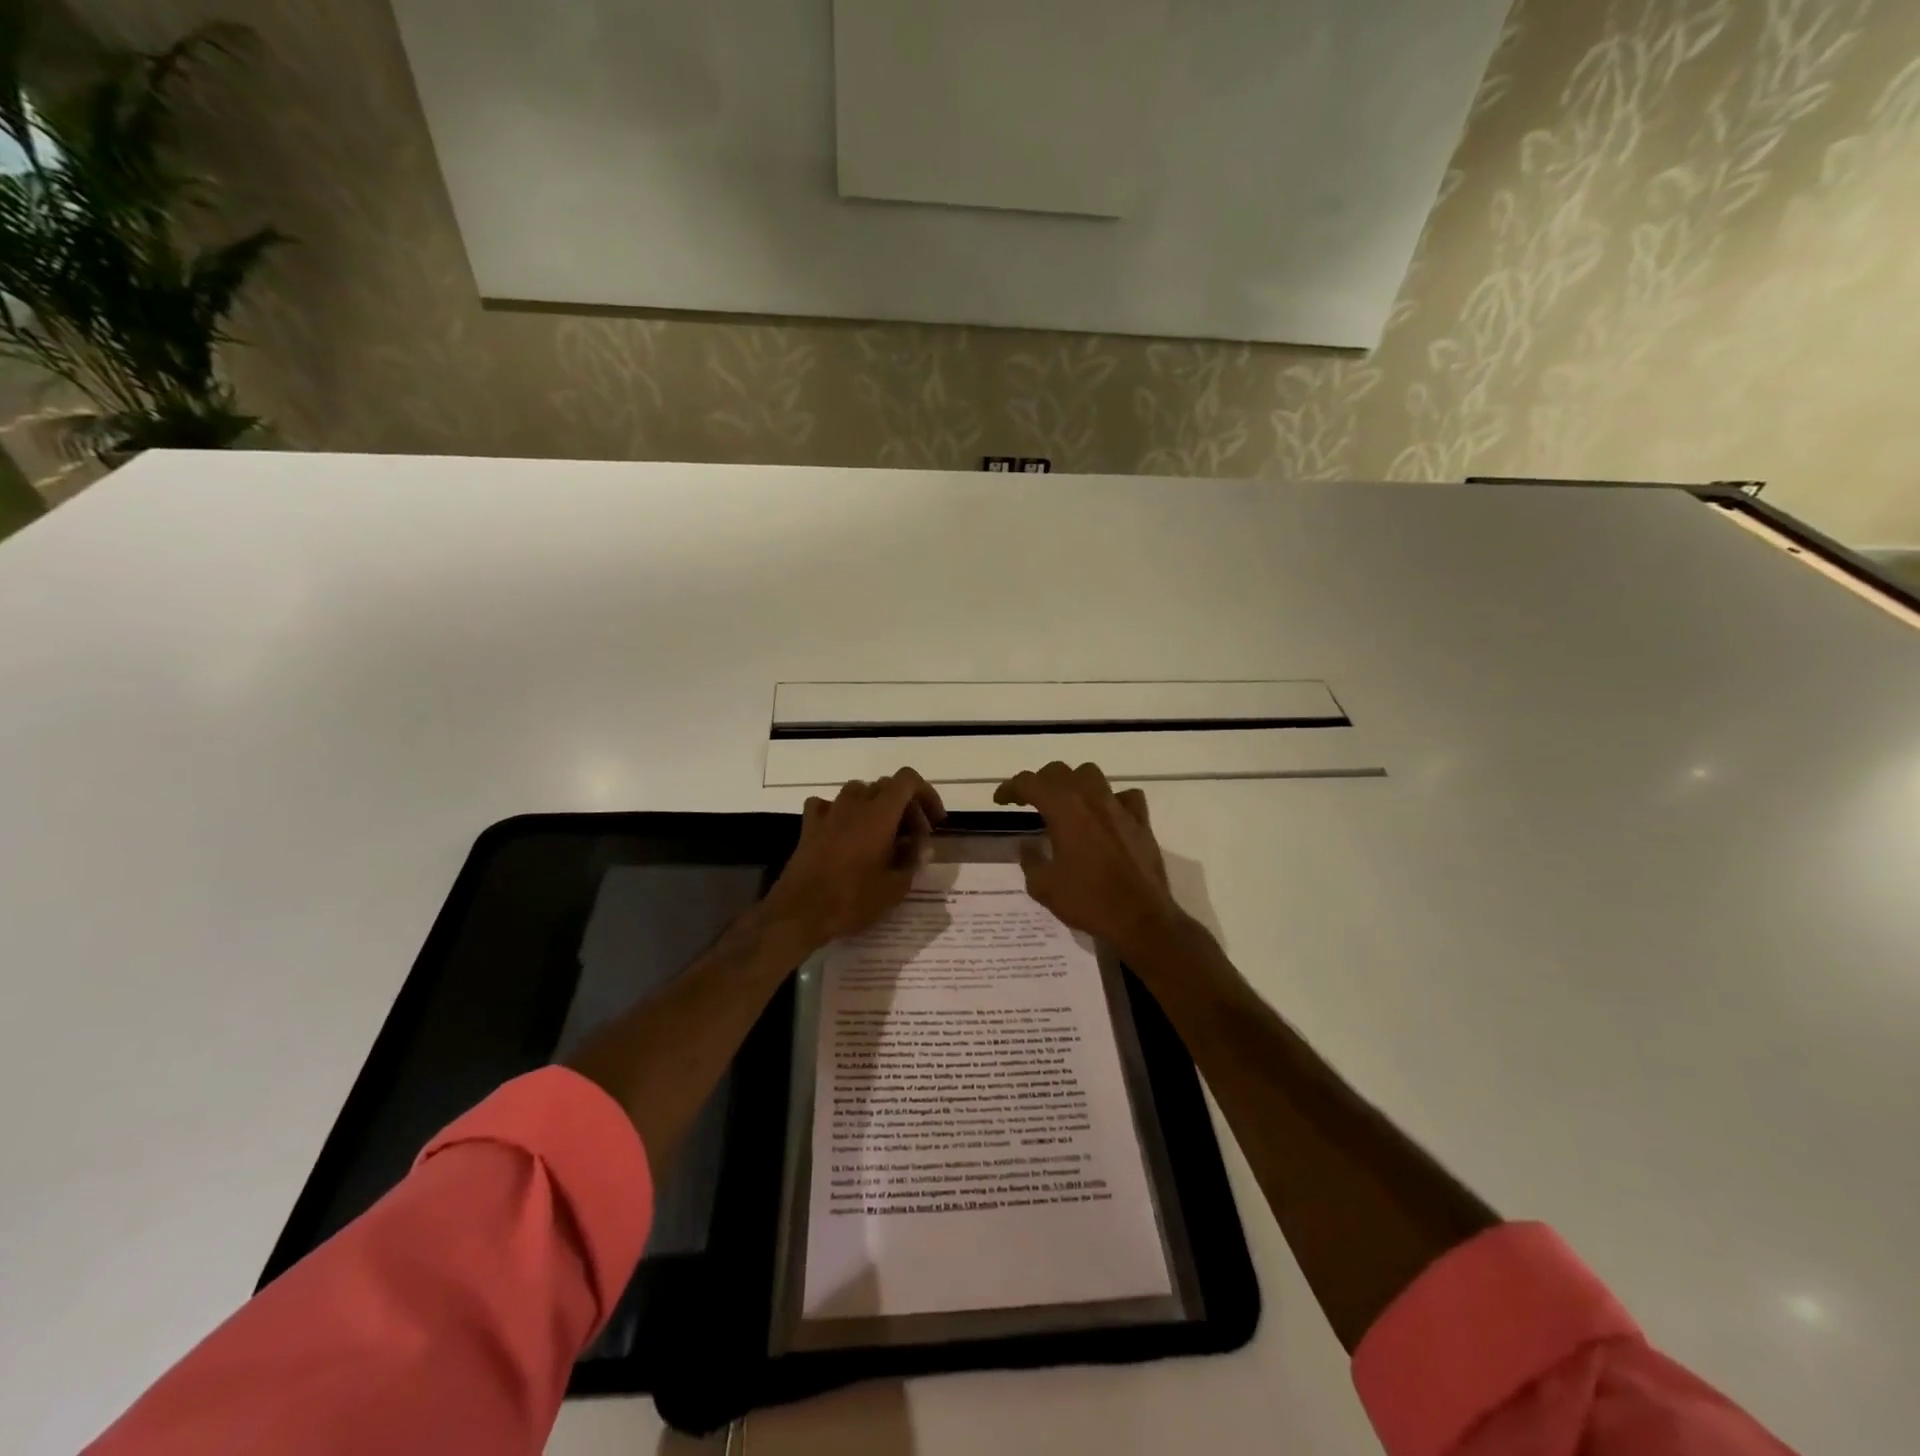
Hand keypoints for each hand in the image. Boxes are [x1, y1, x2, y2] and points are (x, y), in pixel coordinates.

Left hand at [758, 768, 945, 953]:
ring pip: (858, 791)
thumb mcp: (896, 887)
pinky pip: (828, 805)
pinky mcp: (809, 825)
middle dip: (905, 806)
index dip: (926, 794)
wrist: (799, 912)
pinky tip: (843, 832)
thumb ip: (913, 860)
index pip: (908, 780)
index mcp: (880, 814)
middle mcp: (855, 804)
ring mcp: (829, 812)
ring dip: (874, 806)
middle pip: (886, 786)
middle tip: (912, 838)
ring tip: (881, 835)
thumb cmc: (852, 900)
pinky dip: (841, 812)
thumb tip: (922, 846)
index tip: (933, 821)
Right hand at [993, 761, 1185, 957]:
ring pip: (1091, 775)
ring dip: (1073, 782)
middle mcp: (1091, 799)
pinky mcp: (1141, 821)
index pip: (1030, 783)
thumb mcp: (1044, 886)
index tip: (1000, 800)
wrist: (1140, 919)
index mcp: (1064, 809)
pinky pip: (1125, 796)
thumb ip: (1030, 860)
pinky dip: (1112, 800)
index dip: (1011, 788)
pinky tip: (1106, 815)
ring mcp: (1119, 807)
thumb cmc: (1088, 901)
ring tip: (1066, 802)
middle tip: (1029, 801)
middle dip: (1039, 782)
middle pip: (1059, 771)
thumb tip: (1027, 845)